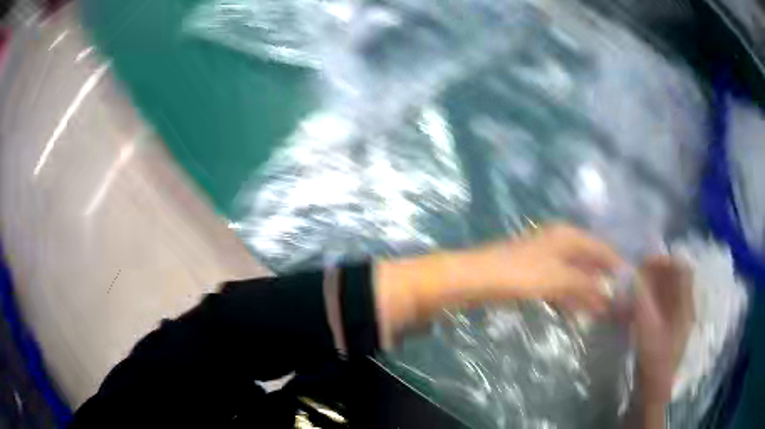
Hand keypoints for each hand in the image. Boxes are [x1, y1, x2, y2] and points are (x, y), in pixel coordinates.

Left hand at [474, 224, 623, 312]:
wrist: (476, 278)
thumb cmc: (521, 274)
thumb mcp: (559, 279)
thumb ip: (586, 285)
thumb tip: (610, 293)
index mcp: (568, 236)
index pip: (601, 249)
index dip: (615, 265)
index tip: (630, 284)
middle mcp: (559, 242)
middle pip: (588, 262)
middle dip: (602, 282)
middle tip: (616, 302)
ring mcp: (545, 258)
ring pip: (574, 275)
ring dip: (587, 292)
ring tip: (601, 312)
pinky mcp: (533, 274)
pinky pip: (559, 285)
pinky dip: (569, 297)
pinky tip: (576, 311)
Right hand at [633, 256, 694, 404]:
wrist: (654, 387)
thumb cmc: (655, 358)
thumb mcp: (647, 329)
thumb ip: (642, 301)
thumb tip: (634, 275)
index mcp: (685, 304)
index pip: (682, 269)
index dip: (666, 261)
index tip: (646, 262)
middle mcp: (684, 306)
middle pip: (675, 279)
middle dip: (657, 272)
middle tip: (637, 274)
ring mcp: (677, 318)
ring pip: (668, 291)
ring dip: (653, 285)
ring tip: (635, 288)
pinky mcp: (668, 327)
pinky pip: (662, 305)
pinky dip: (651, 299)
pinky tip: (638, 306)